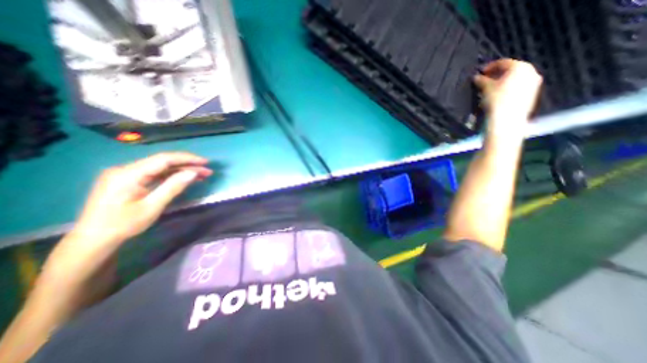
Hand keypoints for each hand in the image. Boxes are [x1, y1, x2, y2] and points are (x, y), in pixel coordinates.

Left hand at [70, 151, 212, 242]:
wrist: (94, 239)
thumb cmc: (123, 224)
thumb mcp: (152, 206)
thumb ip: (173, 187)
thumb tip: (193, 172)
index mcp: (128, 174)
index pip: (163, 159)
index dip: (187, 159)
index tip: (206, 162)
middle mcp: (125, 169)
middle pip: (162, 162)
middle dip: (187, 165)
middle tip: (207, 170)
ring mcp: (126, 174)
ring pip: (160, 168)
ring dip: (181, 170)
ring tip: (201, 174)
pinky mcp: (128, 180)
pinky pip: (154, 174)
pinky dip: (171, 176)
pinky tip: (185, 178)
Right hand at [473, 58, 541, 139]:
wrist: (507, 118)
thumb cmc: (496, 99)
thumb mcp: (485, 88)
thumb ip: (481, 80)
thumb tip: (476, 77)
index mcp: (520, 67)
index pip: (503, 62)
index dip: (490, 66)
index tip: (480, 72)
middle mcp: (530, 72)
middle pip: (511, 70)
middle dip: (497, 74)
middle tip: (485, 80)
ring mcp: (533, 83)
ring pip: (515, 79)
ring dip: (502, 82)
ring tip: (490, 89)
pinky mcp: (531, 94)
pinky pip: (518, 87)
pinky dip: (508, 88)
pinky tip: (498, 95)